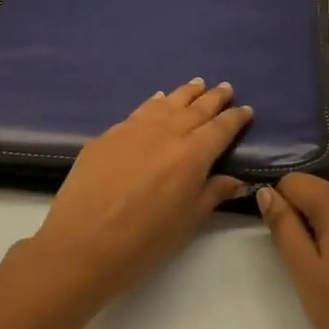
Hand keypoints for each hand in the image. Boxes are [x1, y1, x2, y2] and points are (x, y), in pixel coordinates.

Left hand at [15, 81, 253, 305]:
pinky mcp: (108, 135)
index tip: (246, 110)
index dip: (236, 118)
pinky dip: (154, 103)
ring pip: (166, 103)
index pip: (221, 128)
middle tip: (226, 88)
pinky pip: (139, 111)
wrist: (81, 244)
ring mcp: (134, 129)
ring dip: (185, 93)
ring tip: (197, 84)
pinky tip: (157, 100)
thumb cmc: (143, 241)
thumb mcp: (187, 222)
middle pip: (196, 108)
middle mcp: (166, 132)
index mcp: (192, 154)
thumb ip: (213, 194)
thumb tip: (237, 181)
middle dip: (214, 97)